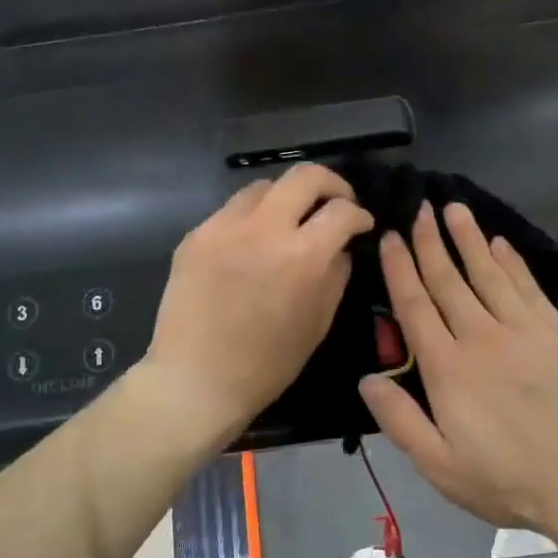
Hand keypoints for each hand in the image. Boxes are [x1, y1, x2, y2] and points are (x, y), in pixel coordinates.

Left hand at [145, 165, 374, 443]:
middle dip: (331, 184)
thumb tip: (340, 248)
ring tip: (292, 219)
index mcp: (301, 256)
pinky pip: (232, 210)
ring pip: (264, 186)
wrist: (196, 380)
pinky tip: (254, 243)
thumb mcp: (318, 323)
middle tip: (336, 202)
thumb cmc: (267, 364)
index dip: (360, 214)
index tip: (362, 224)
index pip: (342, 210)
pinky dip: (253, 217)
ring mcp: (223, 227)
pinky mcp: (195, 236)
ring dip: (287, 196)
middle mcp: (263, 229)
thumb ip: (336, 276)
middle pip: (305, 176)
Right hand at [359, 202, 557, 544]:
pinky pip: (528, 286)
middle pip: (449, 281)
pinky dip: (511, 262)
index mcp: (448, 369)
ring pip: (488, 273)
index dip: (400, 268)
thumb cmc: (506, 479)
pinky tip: (500, 243)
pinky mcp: (557, 331)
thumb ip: (400, 420)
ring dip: (469, 239)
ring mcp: (523, 330)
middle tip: (419, 207)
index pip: (416, 306)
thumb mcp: (439, 466)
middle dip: (430, 242)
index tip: (391, 235)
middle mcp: (481, 337)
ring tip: (454, 208)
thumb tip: (366, 378)